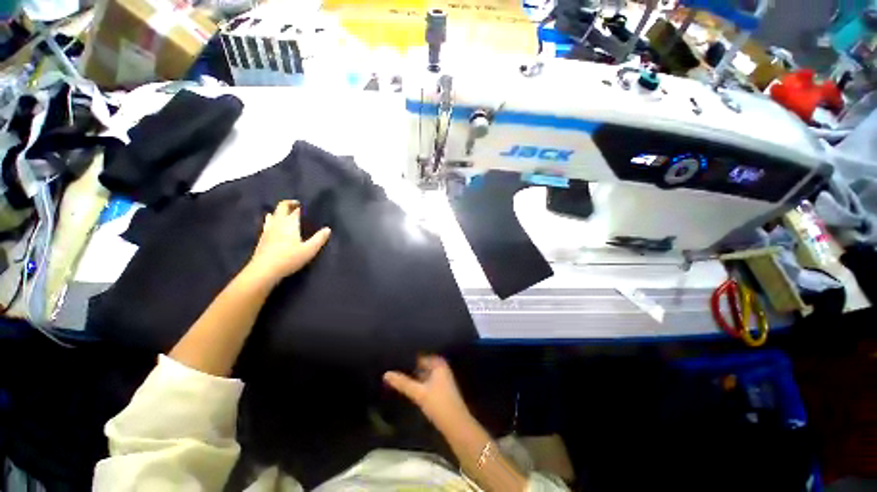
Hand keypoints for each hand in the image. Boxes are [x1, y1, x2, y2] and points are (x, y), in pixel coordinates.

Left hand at [247, 200, 330, 283]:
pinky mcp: (262, 238)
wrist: (264, 270)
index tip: (306, 205)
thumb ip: (319, 239)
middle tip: (297, 205)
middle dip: (289, 204)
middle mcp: (278, 223)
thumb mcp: (309, 250)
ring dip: (279, 211)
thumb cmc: (289, 258)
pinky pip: (267, 223)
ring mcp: (268, 230)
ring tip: (285, 213)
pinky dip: (272, 219)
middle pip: (281, 208)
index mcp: (290, 223)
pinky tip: (272, 224)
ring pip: (273, 215)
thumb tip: (328, 229)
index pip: (295, 210)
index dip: (300, 206)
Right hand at [384, 355, 472, 430]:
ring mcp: (442, 378)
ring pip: (424, 374)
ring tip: (396, 375)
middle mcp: (441, 367)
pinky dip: (418, 382)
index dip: (407, 358)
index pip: (420, 356)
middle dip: (409, 367)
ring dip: (413, 375)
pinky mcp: (441, 389)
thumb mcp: (418, 393)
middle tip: (392, 368)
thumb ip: (403, 383)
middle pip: (422, 365)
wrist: (456, 424)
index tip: (393, 359)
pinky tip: (407, 386)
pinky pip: (426, 381)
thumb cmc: (439, 404)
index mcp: (438, 363)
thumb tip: (386, 374)